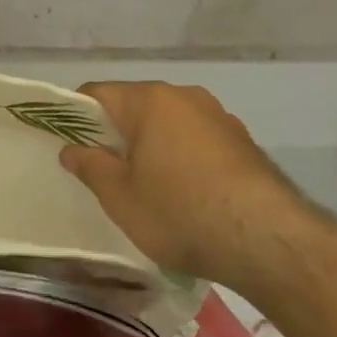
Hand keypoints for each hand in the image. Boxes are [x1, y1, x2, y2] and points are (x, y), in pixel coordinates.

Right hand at [61, 82, 326, 294]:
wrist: (269, 243)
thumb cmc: (179, 212)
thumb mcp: (118, 195)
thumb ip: (89, 165)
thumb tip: (72, 149)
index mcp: (150, 100)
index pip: (96, 93)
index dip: (74, 117)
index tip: (67, 145)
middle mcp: (186, 97)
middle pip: (134, 106)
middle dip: (114, 133)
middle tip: (102, 170)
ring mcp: (220, 118)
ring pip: (168, 124)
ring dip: (149, 145)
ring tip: (144, 185)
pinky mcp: (244, 143)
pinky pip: (195, 140)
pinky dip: (180, 157)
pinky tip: (182, 192)